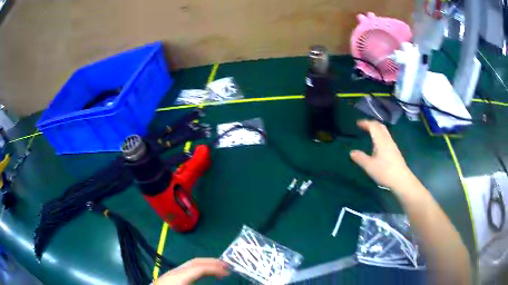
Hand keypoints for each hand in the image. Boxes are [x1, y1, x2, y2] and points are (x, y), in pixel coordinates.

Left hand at [154, 258, 228, 284]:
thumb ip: (199, 283)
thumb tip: (215, 283)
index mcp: (179, 276)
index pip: (200, 268)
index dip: (215, 268)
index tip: (228, 272)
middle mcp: (176, 271)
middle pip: (195, 262)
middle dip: (212, 262)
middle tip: (227, 266)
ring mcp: (172, 272)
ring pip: (191, 263)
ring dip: (206, 264)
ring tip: (218, 268)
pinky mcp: (171, 275)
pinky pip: (188, 268)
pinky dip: (199, 268)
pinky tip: (204, 274)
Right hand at [350, 120, 412, 189]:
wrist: (401, 180)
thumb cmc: (385, 172)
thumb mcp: (369, 166)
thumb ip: (360, 158)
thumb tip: (352, 152)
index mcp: (380, 140)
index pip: (373, 126)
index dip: (365, 123)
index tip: (358, 123)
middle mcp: (387, 140)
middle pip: (380, 126)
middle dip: (372, 124)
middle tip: (364, 126)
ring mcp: (392, 145)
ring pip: (384, 132)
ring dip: (377, 129)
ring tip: (370, 133)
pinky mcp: (395, 151)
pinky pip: (387, 137)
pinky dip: (380, 135)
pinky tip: (378, 144)